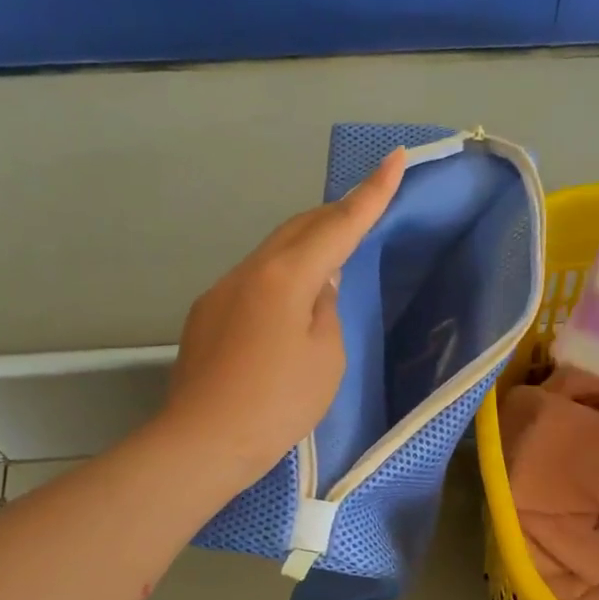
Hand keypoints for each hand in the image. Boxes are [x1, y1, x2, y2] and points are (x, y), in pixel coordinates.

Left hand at [162, 148, 404, 487]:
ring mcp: (221, 291)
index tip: (394, 158)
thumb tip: (317, 286)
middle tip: (364, 208)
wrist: (204, 441)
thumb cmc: (278, 403)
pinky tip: (286, 311)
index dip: (371, 193)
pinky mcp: (205, 315)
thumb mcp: (326, 358)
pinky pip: (252, 282)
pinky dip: (279, 280)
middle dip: (334, 214)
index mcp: (286, 276)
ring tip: (329, 261)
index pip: (338, 225)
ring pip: (272, 253)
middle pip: (298, 228)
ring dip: (305, 247)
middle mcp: (249, 271)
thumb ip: (327, 310)